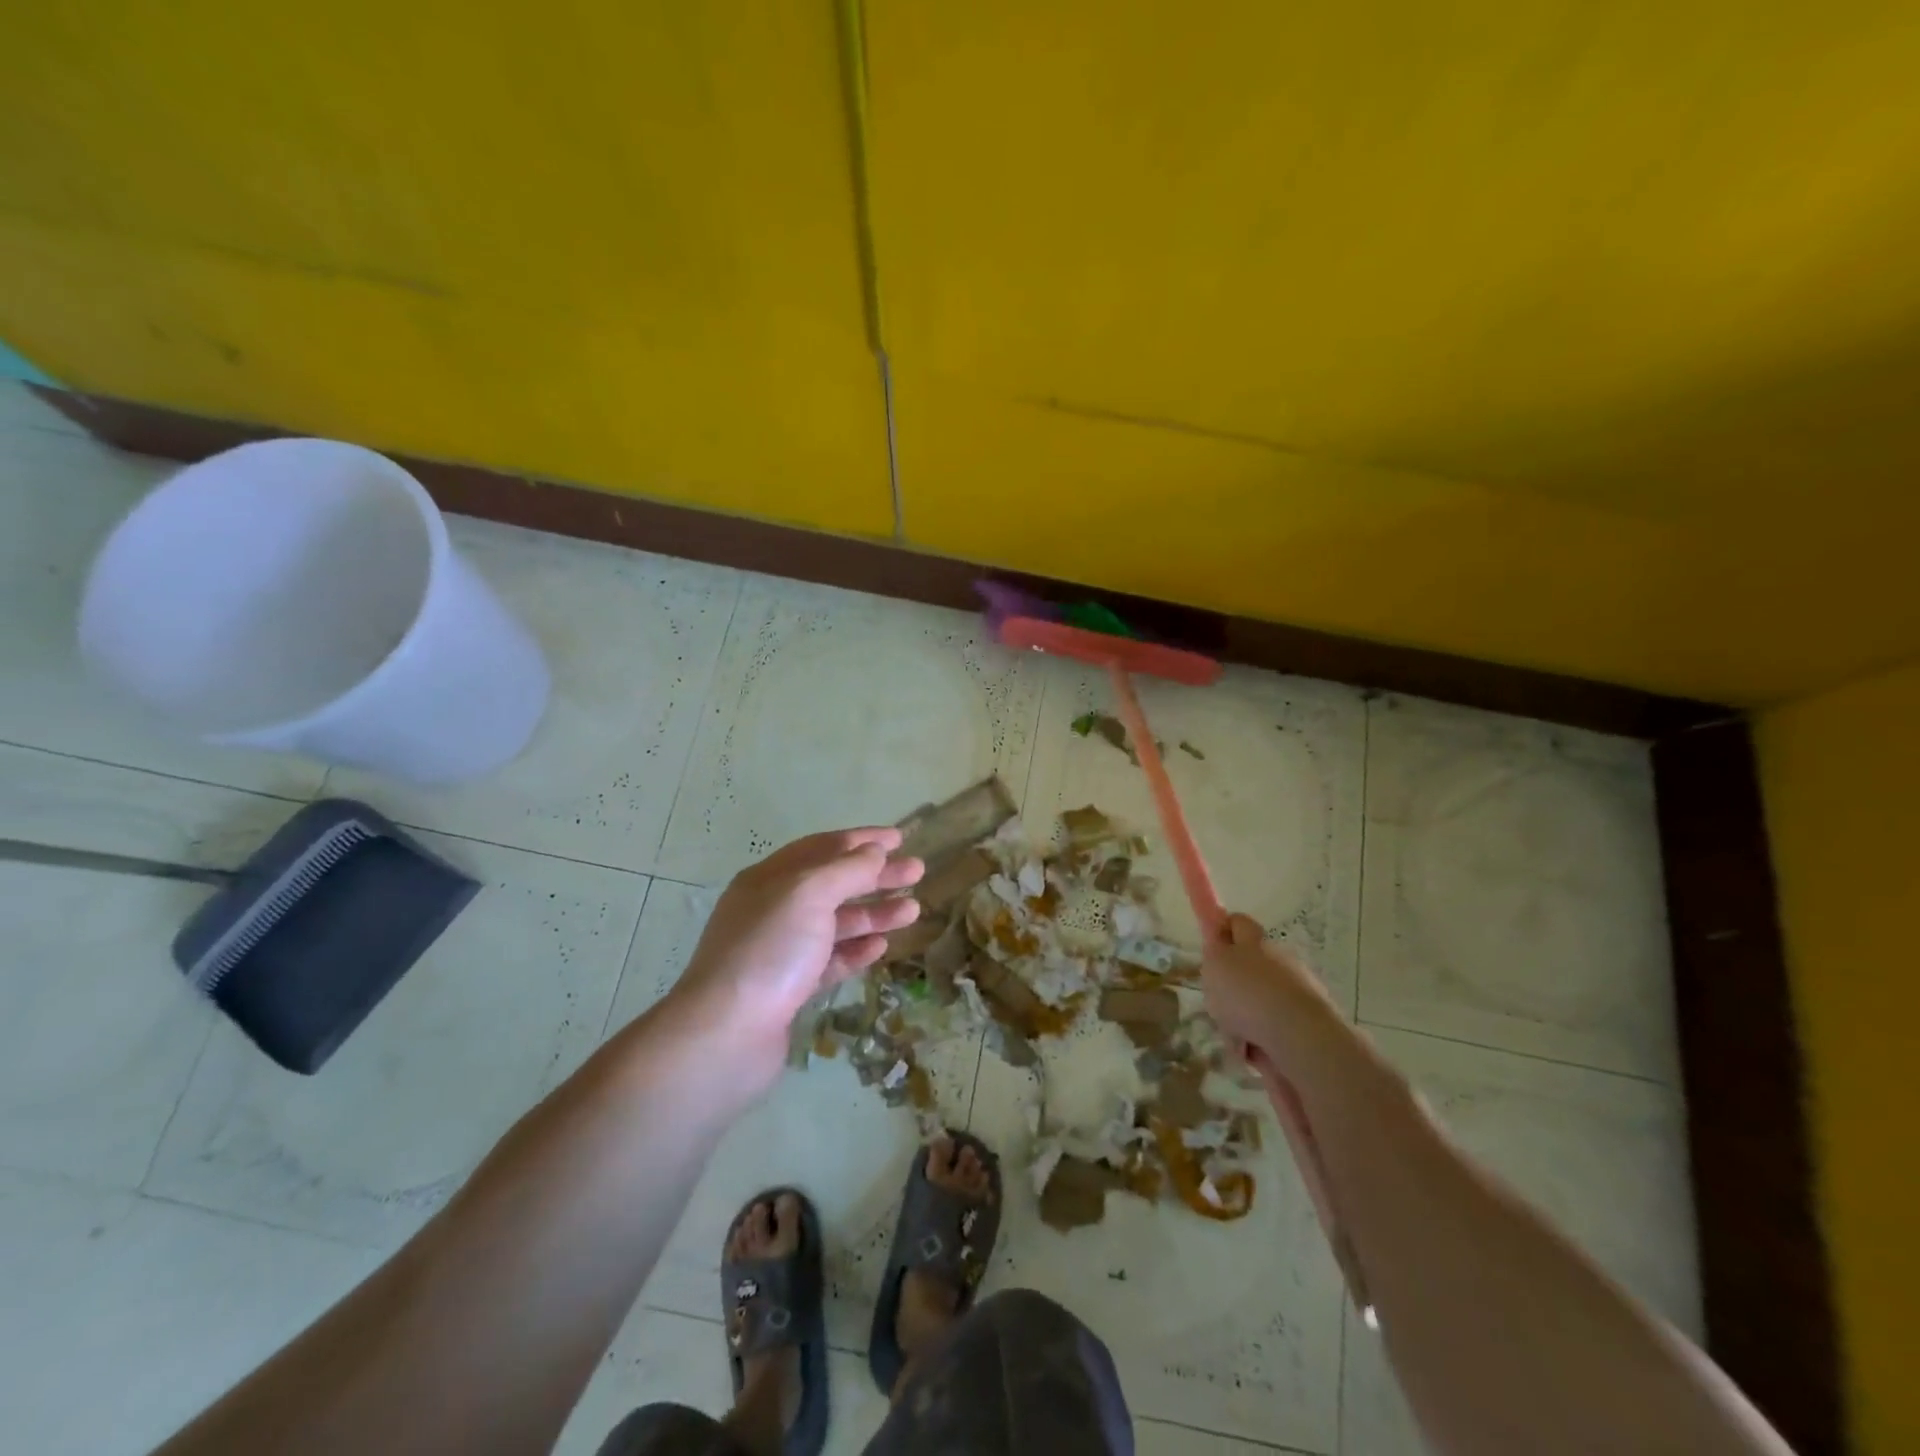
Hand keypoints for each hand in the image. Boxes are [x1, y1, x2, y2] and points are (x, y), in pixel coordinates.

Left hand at [671, 827, 923, 1089]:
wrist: (726, 1034)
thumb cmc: (769, 950)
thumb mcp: (809, 894)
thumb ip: (846, 870)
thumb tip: (874, 851)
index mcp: (769, 879)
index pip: (822, 848)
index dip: (861, 841)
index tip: (900, 838)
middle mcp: (773, 909)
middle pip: (833, 884)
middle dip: (875, 876)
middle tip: (917, 872)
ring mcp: (780, 951)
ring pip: (835, 923)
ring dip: (873, 913)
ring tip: (913, 910)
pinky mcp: (790, 989)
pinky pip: (830, 960)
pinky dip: (856, 949)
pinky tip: (881, 946)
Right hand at [1201, 912, 1336, 1073]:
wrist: (1301, 1036)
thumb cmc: (1248, 994)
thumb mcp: (1215, 965)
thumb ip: (1213, 952)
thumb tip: (1219, 947)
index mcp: (1255, 942)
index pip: (1237, 922)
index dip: (1222, 930)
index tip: (1210, 948)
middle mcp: (1280, 959)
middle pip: (1250, 965)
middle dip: (1233, 983)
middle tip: (1218, 1001)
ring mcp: (1298, 990)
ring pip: (1262, 999)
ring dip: (1247, 1015)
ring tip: (1235, 1036)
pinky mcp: (1310, 1021)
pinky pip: (1275, 1026)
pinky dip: (1263, 1038)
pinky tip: (1254, 1051)